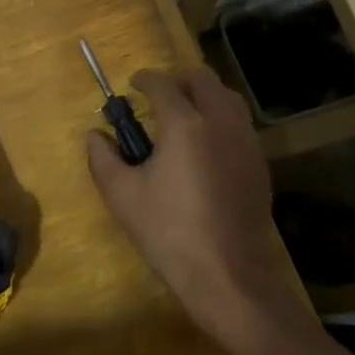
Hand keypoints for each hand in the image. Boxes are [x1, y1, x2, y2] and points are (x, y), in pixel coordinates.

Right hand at [85, 66, 309, 353]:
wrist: (228, 275)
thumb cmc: (169, 232)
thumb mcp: (122, 196)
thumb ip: (103, 158)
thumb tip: (94, 136)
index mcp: (185, 124)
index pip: (162, 84)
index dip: (144, 79)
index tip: (133, 85)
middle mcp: (220, 122)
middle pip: (203, 80)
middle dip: (178, 79)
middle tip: (159, 96)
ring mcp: (245, 142)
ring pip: (228, 98)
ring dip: (204, 96)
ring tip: (184, 114)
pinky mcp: (259, 164)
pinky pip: (240, 124)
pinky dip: (221, 119)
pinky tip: (206, 145)